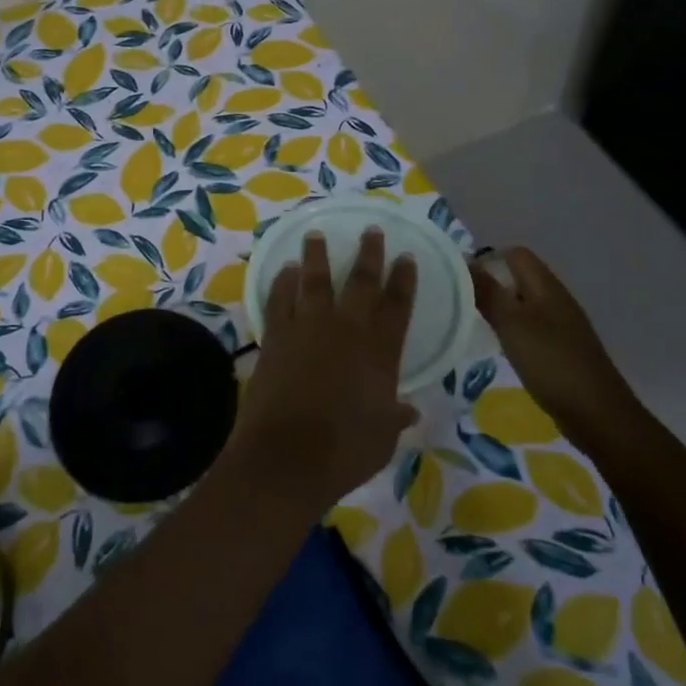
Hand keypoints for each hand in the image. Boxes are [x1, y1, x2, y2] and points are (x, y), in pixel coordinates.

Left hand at [231, 228, 418, 513]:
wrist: (287, 456)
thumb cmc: (343, 451)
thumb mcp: (382, 438)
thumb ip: (395, 416)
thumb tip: (409, 411)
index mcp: (379, 352)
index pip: (397, 306)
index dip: (403, 280)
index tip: (406, 257)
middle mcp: (346, 330)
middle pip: (360, 282)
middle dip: (369, 254)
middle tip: (371, 230)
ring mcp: (308, 328)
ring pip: (314, 280)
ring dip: (317, 255)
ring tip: (315, 234)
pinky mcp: (276, 335)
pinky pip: (279, 298)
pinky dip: (282, 282)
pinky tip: (284, 269)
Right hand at [471, 247, 643, 446]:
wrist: (598, 414)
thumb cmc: (551, 362)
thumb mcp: (512, 324)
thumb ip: (487, 292)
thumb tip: (465, 262)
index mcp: (547, 286)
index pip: (516, 254)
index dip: (488, 259)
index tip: (462, 280)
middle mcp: (557, 299)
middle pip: (520, 277)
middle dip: (491, 285)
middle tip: (463, 303)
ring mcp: (563, 325)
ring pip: (525, 304)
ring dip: (502, 309)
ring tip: (476, 324)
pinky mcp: (563, 349)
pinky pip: (533, 327)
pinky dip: (514, 331)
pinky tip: (502, 348)